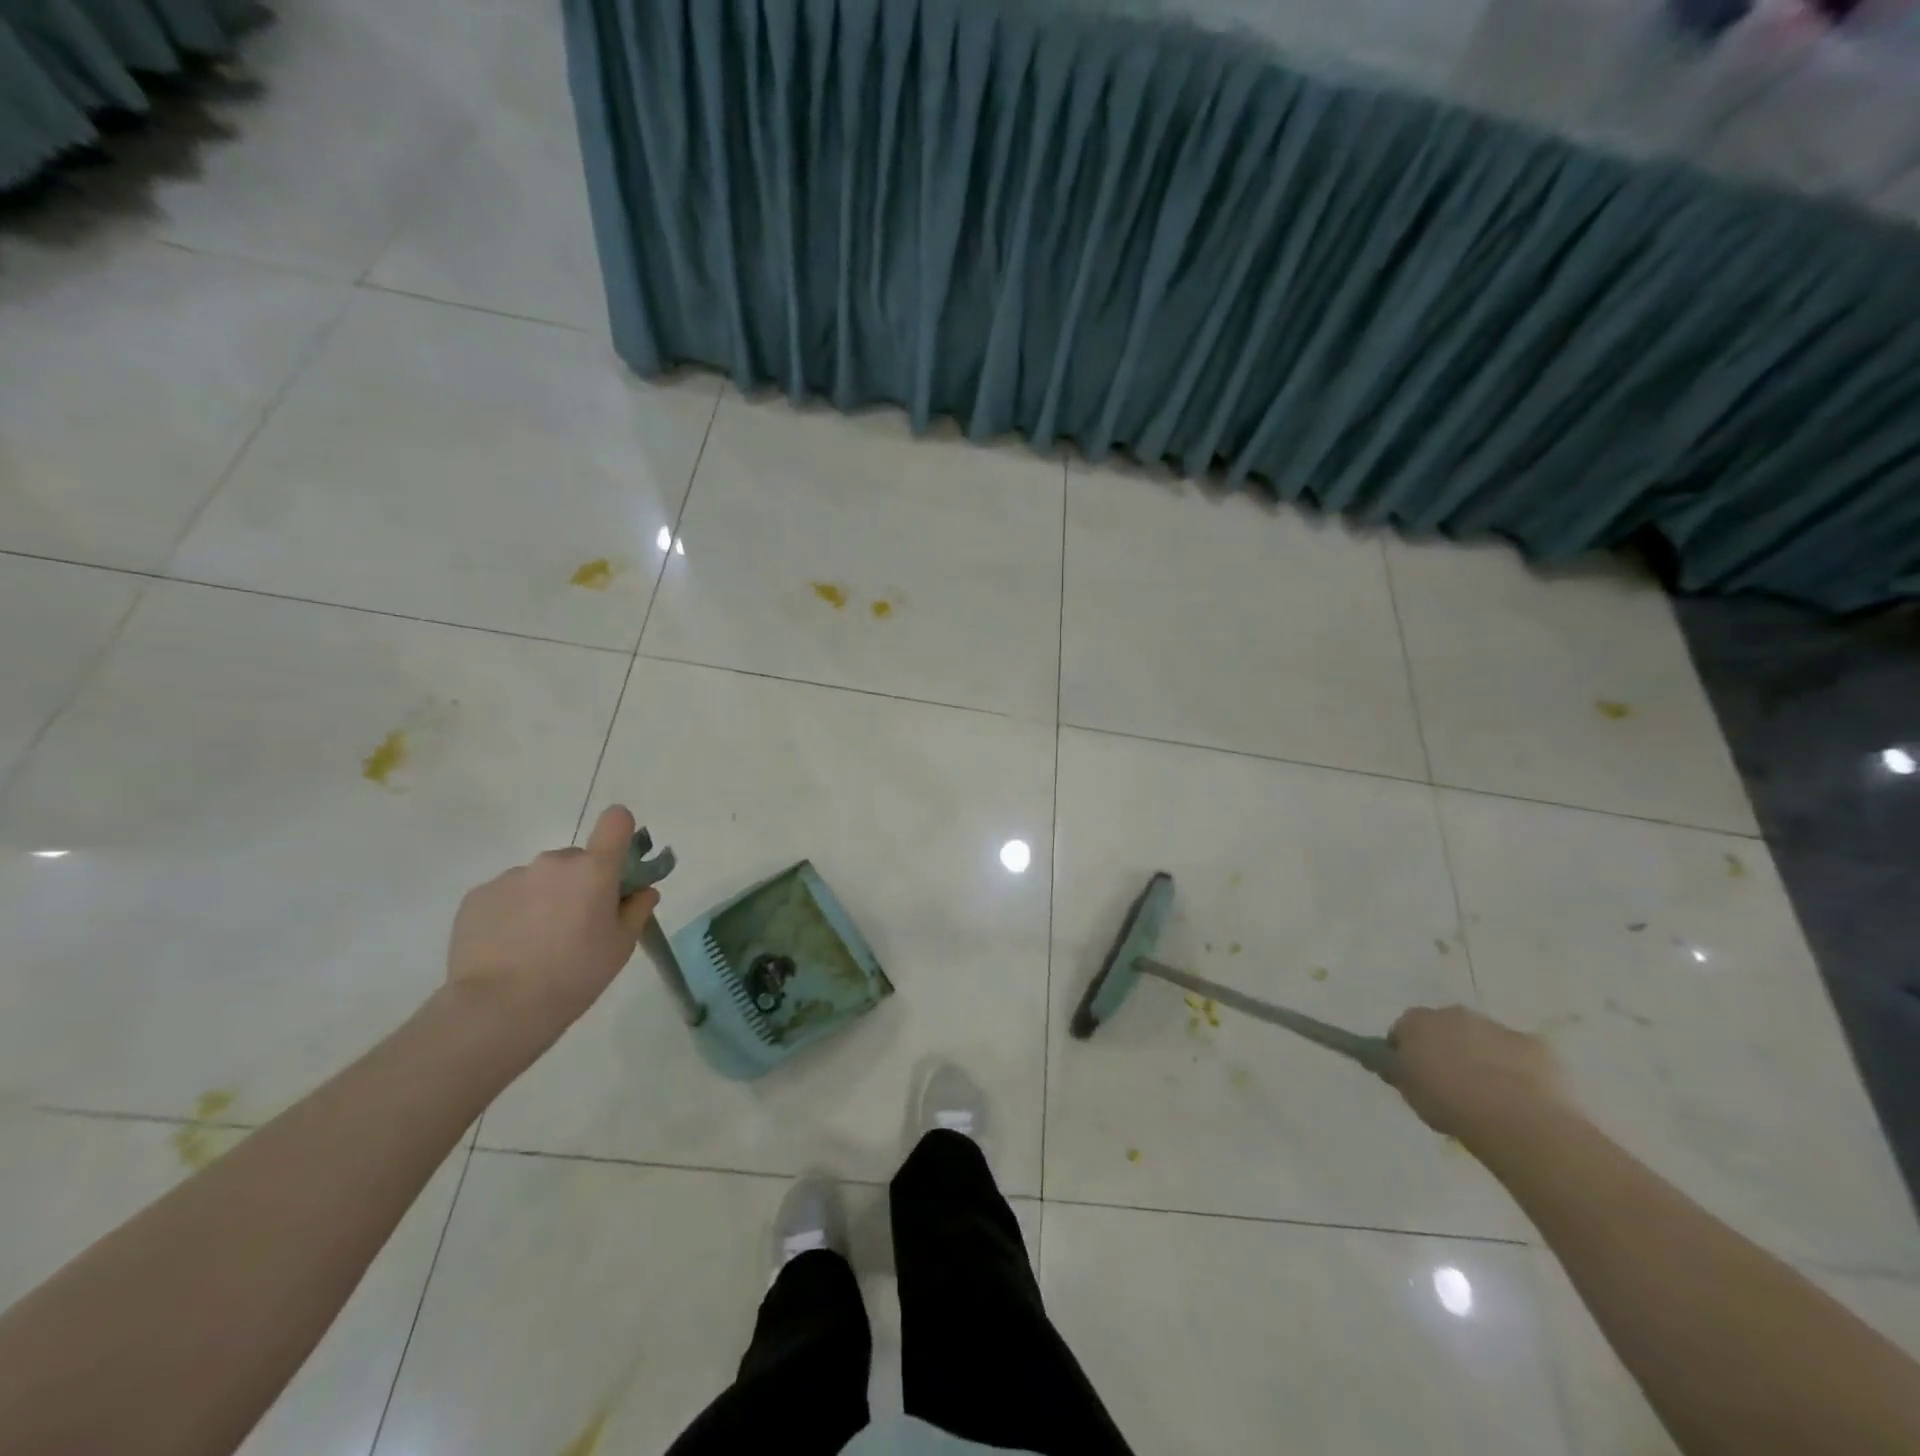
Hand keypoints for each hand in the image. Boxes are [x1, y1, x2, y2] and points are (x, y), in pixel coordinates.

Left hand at [445, 805, 658, 1044]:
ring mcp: (511, 876)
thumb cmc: (575, 974)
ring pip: (539, 879)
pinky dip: (512, 913)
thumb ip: (637, 909)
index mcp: (594, 869)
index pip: (615, 821)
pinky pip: (506, 895)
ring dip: (544, 898)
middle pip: (576, 859)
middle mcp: (552, 862)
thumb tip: (642, 891)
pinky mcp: (477, 896)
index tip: (618, 863)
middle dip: (580, 882)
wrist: (498, 1008)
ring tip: (536, 943)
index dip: (620, 834)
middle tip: (576, 924)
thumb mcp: (622, 946)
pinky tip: (508, 948)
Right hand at [1385, 1005, 1571, 1143]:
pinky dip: (1517, 1069)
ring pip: (1483, 1039)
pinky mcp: (1534, 1045)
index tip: (1414, 1076)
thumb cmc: (1449, 1103)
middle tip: (1451, 1084)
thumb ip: (1398, 1071)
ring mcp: (1497, 1027)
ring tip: (1490, 1096)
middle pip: (1444, 1028)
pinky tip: (1521, 1098)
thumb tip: (1390, 1061)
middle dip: (1446, 1049)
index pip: (1403, 1030)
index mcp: (1417, 1021)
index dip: (1407, 1052)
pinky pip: (1519, 1055)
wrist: (1518, 1118)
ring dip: (1482, 1057)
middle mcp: (1454, 1014)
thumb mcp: (1409, 1092)